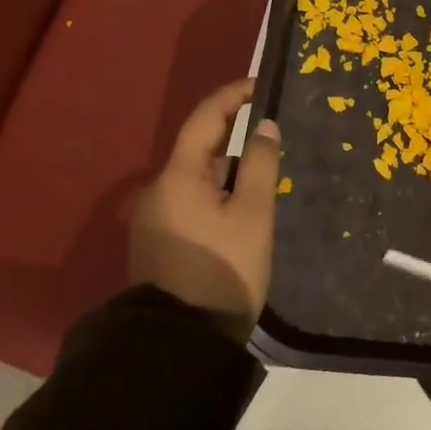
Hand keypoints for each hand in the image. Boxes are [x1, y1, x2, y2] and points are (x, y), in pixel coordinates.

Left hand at [128, 78, 281, 332]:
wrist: (180, 343)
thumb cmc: (223, 270)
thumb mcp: (253, 214)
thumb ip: (259, 164)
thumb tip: (264, 127)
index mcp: (178, 176)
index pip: (205, 118)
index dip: (233, 96)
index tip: (262, 86)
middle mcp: (158, 190)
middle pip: (202, 150)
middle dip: (237, 144)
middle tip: (275, 148)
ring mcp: (155, 218)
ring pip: (199, 179)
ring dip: (229, 176)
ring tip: (265, 191)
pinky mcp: (159, 242)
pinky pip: (192, 203)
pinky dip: (218, 197)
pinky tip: (241, 218)